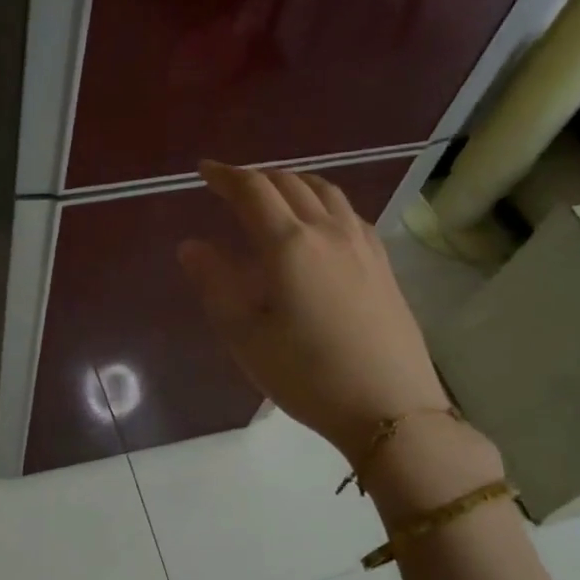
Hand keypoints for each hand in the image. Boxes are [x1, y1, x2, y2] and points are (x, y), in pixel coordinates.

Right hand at [177, 161, 449, 450]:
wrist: (389, 407)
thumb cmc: (306, 374)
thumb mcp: (244, 335)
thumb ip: (215, 283)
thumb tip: (191, 245)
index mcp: (289, 245)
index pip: (252, 191)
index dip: (225, 176)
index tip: (204, 171)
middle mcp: (328, 231)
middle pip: (289, 182)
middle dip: (255, 177)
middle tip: (230, 186)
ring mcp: (361, 244)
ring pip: (324, 191)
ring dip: (291, 182)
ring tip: (272, 193)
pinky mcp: (382, 262)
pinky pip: (348, 211)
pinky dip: (321, 200)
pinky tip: (317, 221)